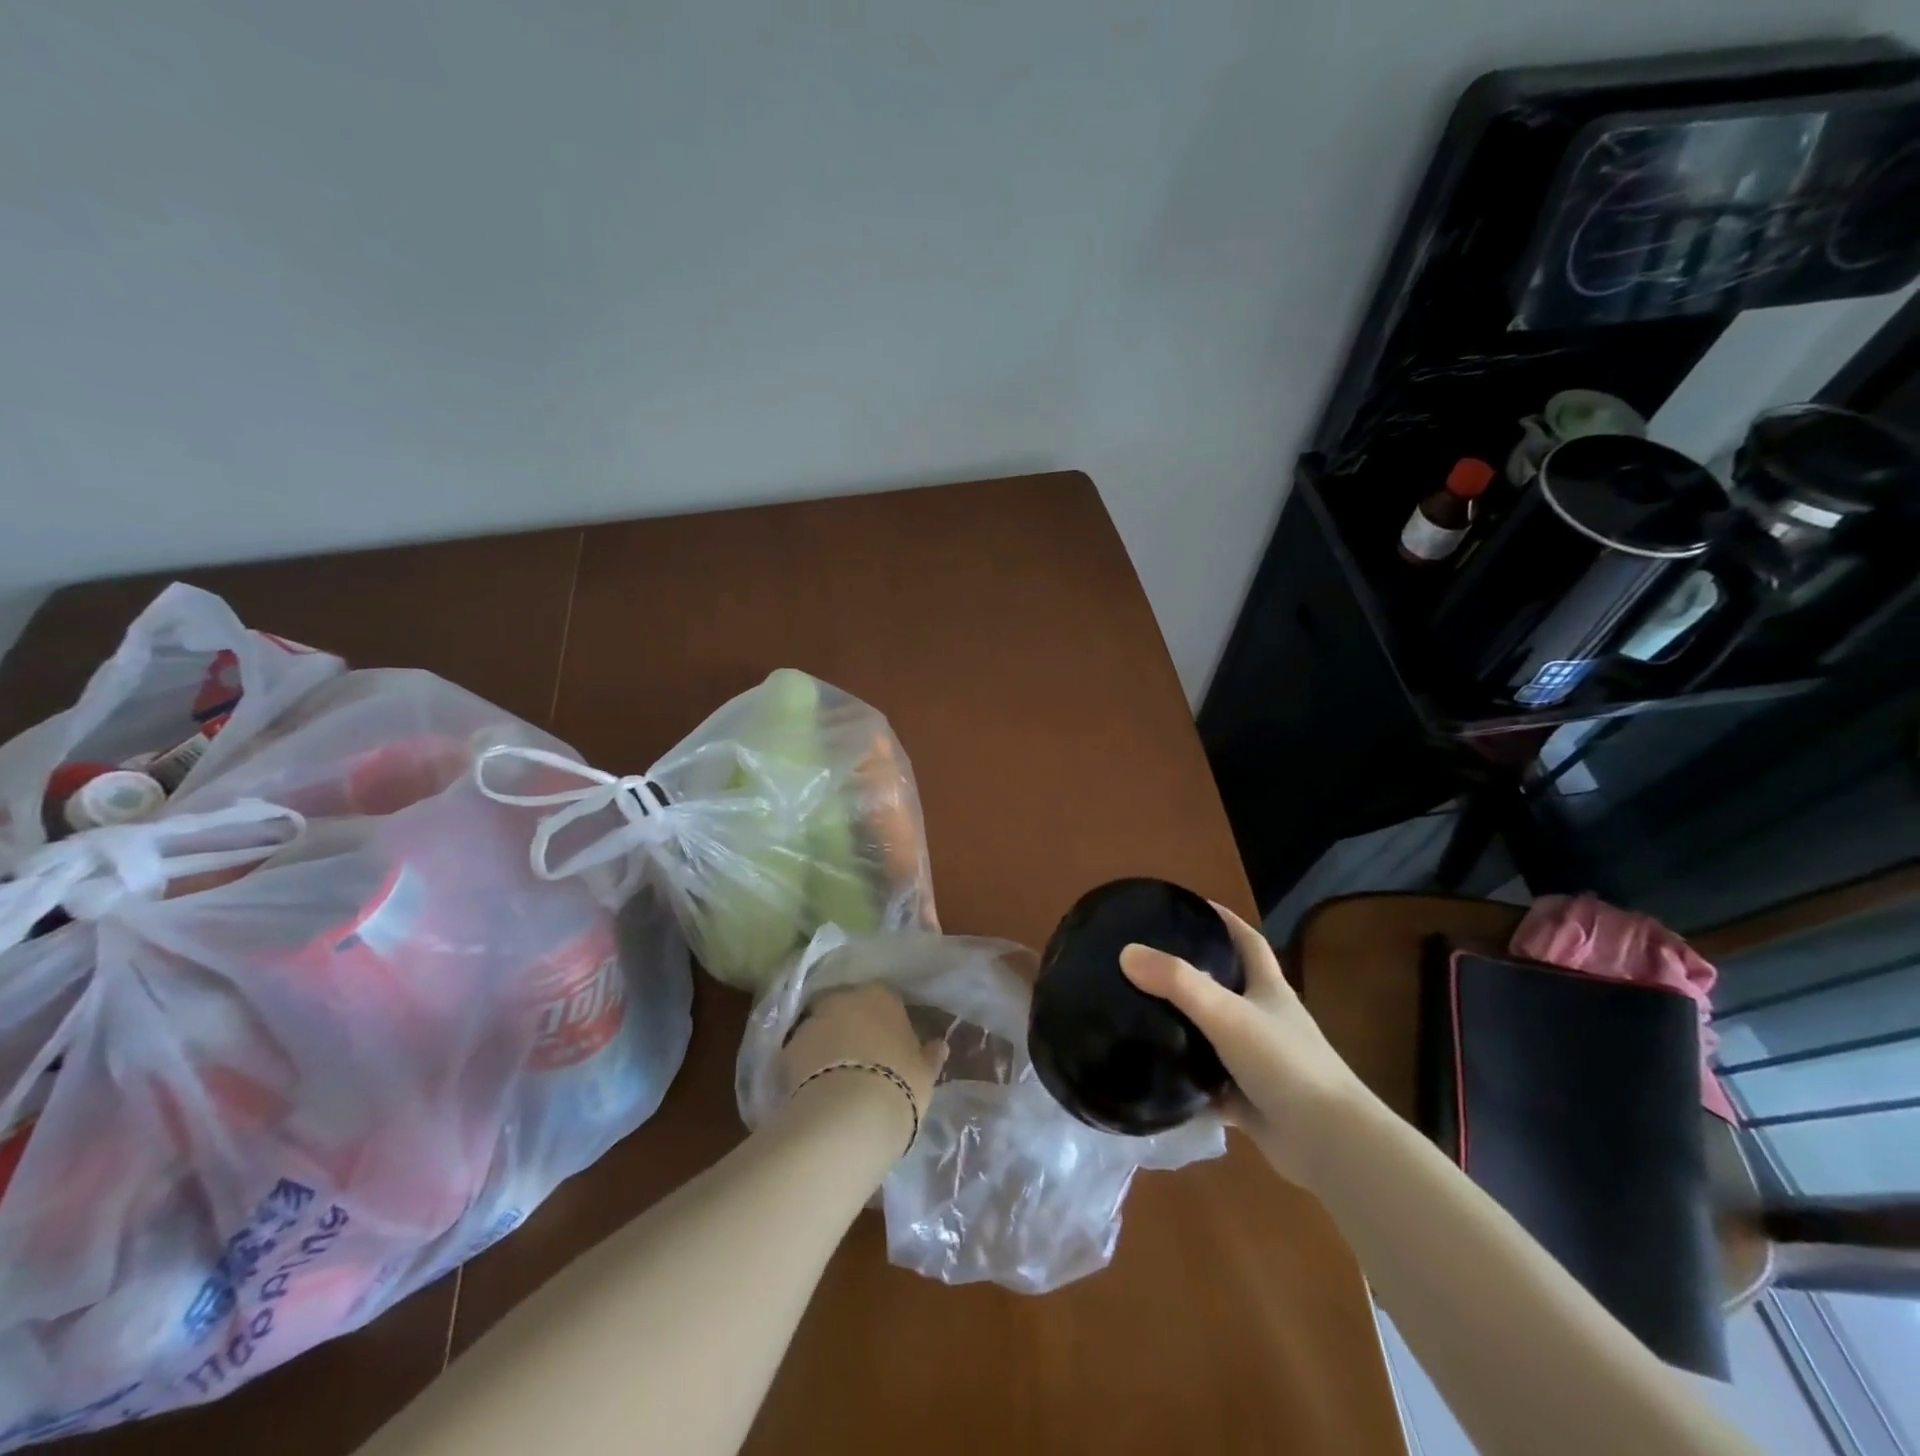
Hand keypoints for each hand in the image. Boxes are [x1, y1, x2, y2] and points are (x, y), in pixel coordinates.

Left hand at [778, 984, 948, 1150]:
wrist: (848, 1116)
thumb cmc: (898, 1085)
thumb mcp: (925, 1074)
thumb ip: (930, 1055)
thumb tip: (939, 1045)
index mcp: (882, 995)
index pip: (884, 999)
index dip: (885, 1022)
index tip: (889, 1043)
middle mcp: (845, 998)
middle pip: (848, 1008)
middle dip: (851, 1026)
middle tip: (860, 1057)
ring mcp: (813, 1021)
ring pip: (822, 1028)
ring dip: (827, 1044)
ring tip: (835, 1077)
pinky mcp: (788, 1049)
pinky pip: (801, 1053)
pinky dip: (806, 1065)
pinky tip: (815, 1089)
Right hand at [1119, 902, 1374, 1189]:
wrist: (1330, 1145)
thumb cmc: (1285, 1065)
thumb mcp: (1227, 1014)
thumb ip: (1178, 982)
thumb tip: (1127, 951)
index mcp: (1269, 990)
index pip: (1247, 941)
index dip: (1223, 919)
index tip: (1189, 906)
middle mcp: (1265, 1021)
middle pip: (1228, 986)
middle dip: (1193, 972)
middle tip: (1148, 962)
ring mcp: (1258, 1063)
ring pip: (1215, 1037)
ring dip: (1185, 1028)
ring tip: (1139, 1013)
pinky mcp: (1249, 1102)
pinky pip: (1209, 1086)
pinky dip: (1186, 1083)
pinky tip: (1153, 1078)